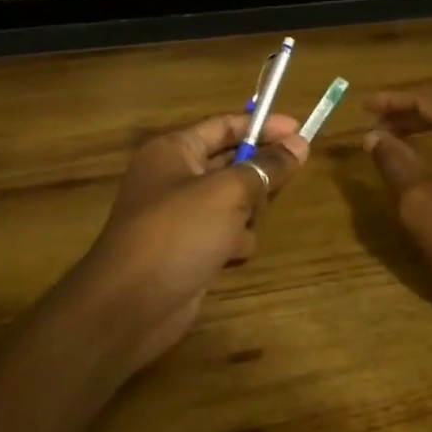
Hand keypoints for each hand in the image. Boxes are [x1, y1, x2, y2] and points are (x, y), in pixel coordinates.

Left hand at [68, 112, 308, 380]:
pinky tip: (233, 255)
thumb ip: (266, 166)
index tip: (301, 131)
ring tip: (248, 223)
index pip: (224, 125)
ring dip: (248, 212)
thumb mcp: (229, 192)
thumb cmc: (178, 233)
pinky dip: (234, 242)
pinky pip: (224, 234)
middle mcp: (174, 178)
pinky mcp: (187, 249)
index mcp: (173, 151)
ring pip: (233, 201)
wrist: (131, 305)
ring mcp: (179, 216)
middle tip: (289, 180)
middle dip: (258, 174)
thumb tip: (299, 144)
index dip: (263, 125)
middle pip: (231, 163)